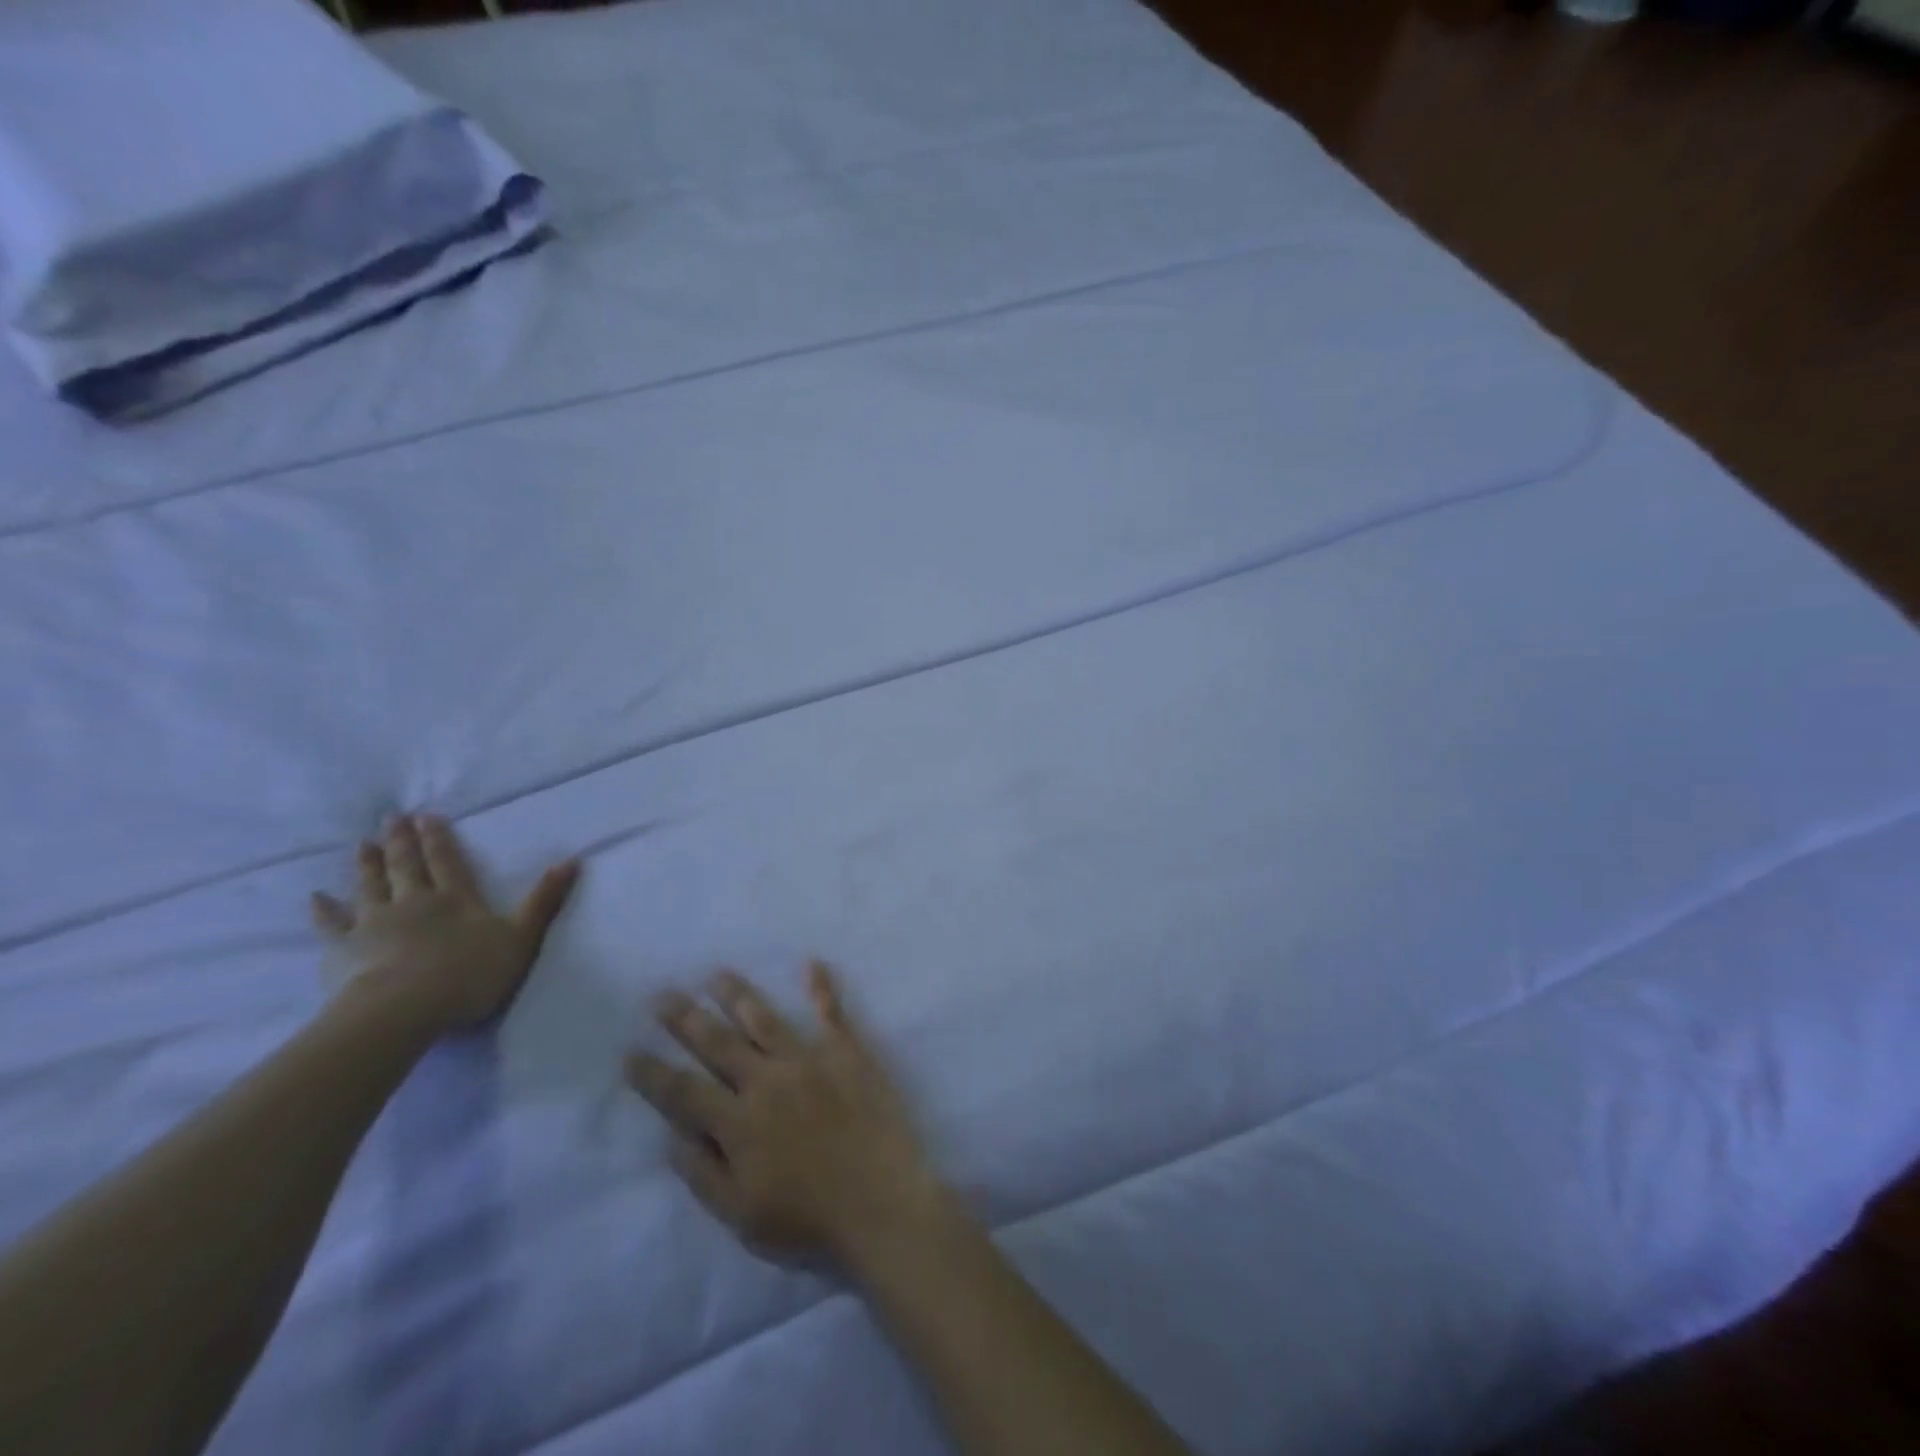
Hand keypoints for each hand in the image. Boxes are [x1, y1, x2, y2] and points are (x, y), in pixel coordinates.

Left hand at [312, 815, 580, 1034]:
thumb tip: (572, 860)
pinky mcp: (344, 949)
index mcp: (455, 899)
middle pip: (405, 866)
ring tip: (361, 844)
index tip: (427, 816)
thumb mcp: (521, 937)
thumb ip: (544, 900)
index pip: (446, 860)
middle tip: (392, 818)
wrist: (402, 1009)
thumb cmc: (468, 974)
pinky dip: (323, 910)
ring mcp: (374, 923)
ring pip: (369, 886)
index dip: (438, 838)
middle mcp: (413, 902)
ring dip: (366, 864)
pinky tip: (316, 898)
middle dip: (401, 841)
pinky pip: (331, 924)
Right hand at [626, 962, 946, 1262]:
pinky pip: (831, 1012)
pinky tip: (812, 963)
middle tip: (662, 994)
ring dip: (738, 995)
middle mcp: (767, 1081)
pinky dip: (821, 986)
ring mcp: (809, 1060)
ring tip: (717, 975)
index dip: (653, 1073)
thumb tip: (671, 1137)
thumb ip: (703, 1174)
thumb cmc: (809, 1221)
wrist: (881, 1204)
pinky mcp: (847, 1052)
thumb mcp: (741, 1216)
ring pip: (764, 1019)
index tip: (630, 1052)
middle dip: (686, 1018)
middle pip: (718, 1043)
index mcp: (738, 1123)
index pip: (683, 1092)